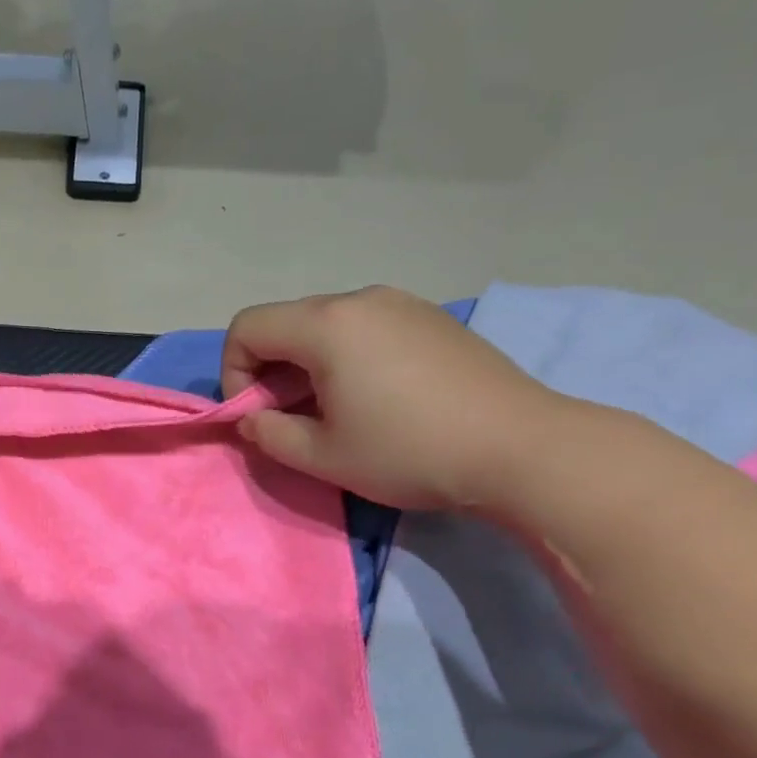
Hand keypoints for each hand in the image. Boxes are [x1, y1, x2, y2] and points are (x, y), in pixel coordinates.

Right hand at [221, 286, 566, 510]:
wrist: (522, 449)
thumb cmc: (409, 452)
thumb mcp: (321, 456)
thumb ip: (268, 433)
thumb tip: (252, 418)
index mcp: (326, 325)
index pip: (246, 328)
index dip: (233, 373)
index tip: (258, 414)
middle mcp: (360, 300)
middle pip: (285, 323)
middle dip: (270, 370)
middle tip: (293, 418)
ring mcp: (402, 304)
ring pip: (325, 325)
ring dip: (308, 365)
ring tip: (336, 411)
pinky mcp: (432, 319)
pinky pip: (366, 328)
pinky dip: (347, 358)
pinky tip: (377, 398)